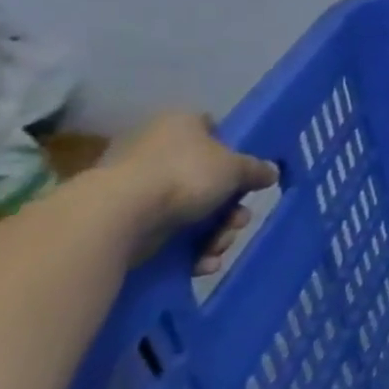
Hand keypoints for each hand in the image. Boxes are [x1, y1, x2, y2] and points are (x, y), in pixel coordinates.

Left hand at [105, 112, 278, 270]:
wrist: (117, 215)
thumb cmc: (184, 175)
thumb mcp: (236, 167)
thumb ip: (256, 169)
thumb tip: (271, 172)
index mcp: (180, 125)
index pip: (214, 130)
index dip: (234, 153)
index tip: (246, 176)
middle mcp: (157, 150)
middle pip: (209, 180)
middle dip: (230, 208)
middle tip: (237, 222)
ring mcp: (139, 187)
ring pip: (194, 211)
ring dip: (215, 233)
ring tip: (217, 248)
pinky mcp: (127, 221)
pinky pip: (170, 233)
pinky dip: (189, 249)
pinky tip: (201, 263)